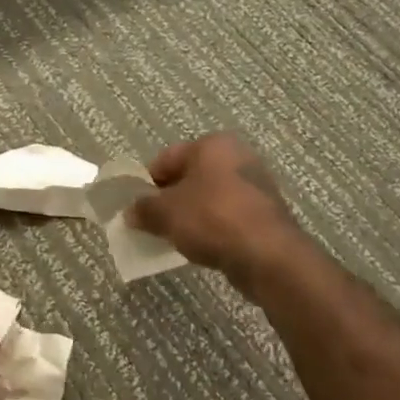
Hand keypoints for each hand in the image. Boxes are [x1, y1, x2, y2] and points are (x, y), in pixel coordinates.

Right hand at [127, 134, 308, 296]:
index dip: (147, 183)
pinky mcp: (266, 211)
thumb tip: (131, 212)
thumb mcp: (166, 213)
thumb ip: (144, 209)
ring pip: (210, 196)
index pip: (166, 158)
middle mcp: (237, 156)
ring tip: (177, 237)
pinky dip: (213, 226)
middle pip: (190, 176)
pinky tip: (204, 245)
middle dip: (170, 199)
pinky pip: (228, 214)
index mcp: (212, 145)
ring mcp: (256, 183)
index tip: (137, 207)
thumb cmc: (212, 219)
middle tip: (154, 223)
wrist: (268, 255)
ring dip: (191, 214)